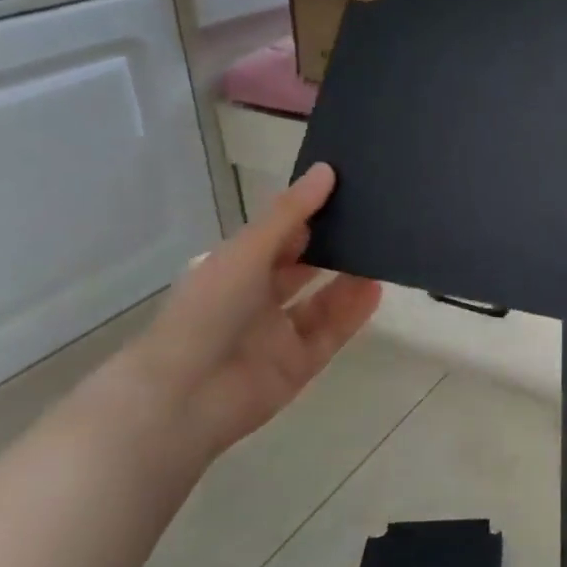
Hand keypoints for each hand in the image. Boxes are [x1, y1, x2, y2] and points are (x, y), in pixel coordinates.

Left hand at [109, 164, 380, 465]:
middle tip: (374, 220)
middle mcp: (256, 300)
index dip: (309, 213)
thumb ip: (290, 213)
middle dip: (333, 246)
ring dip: (349, 279)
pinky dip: (353, 313)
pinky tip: (377, 289)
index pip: (278, 236)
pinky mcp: (297, 366)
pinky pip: (331, 334)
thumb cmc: (207, 310)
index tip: (347, 189)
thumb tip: (327, 170)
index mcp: (235, 269)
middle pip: (303, 268)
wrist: (183, 396)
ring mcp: (278, 335)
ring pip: (322, 301)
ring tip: (382, 252)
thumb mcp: (247, 250)